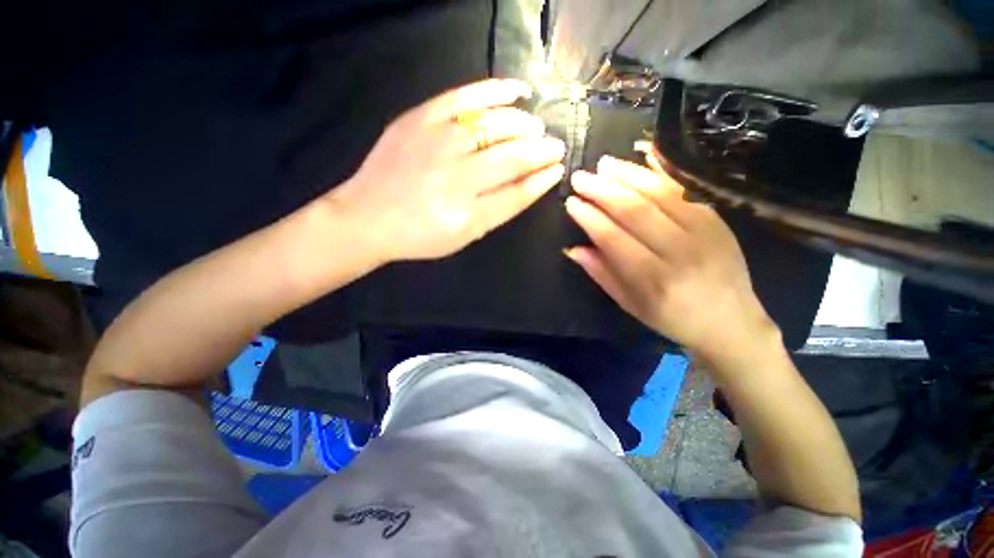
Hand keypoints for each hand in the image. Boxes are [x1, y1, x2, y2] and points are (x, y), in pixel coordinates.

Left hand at [328, 79, 565, 261]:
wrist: (367, 217)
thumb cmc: (419, 235)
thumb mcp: (463, 236)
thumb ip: (498, 210)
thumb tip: (532, 183)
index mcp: (467, 214)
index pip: (517, 192)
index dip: (542, 179)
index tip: (558, 169)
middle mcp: (456, 177)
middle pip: (512, 157)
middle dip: (541, 150)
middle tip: (555, 147)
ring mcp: (437, 142)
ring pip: (495, 125)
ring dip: (525, 125)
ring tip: (537, 127)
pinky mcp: (420, 118)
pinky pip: (464, 95)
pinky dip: (496, 90)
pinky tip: (518, 91)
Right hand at [564, 154, 776, 360]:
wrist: (731, 322)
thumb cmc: (672, 318)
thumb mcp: (630, 304)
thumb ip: (602, 274)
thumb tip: (574, 249)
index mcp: (653, 280)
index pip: (613, 239)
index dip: (590, 218)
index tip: (571, 203)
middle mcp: (679, 252)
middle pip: (635, 211)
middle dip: (602, 191)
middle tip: (580, 178)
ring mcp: (703, 232)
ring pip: (660, 195)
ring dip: (628, 175)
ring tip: (603, 164)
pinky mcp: (718, 220)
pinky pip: (686, 189)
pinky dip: (664, 170)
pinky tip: (646, 153)